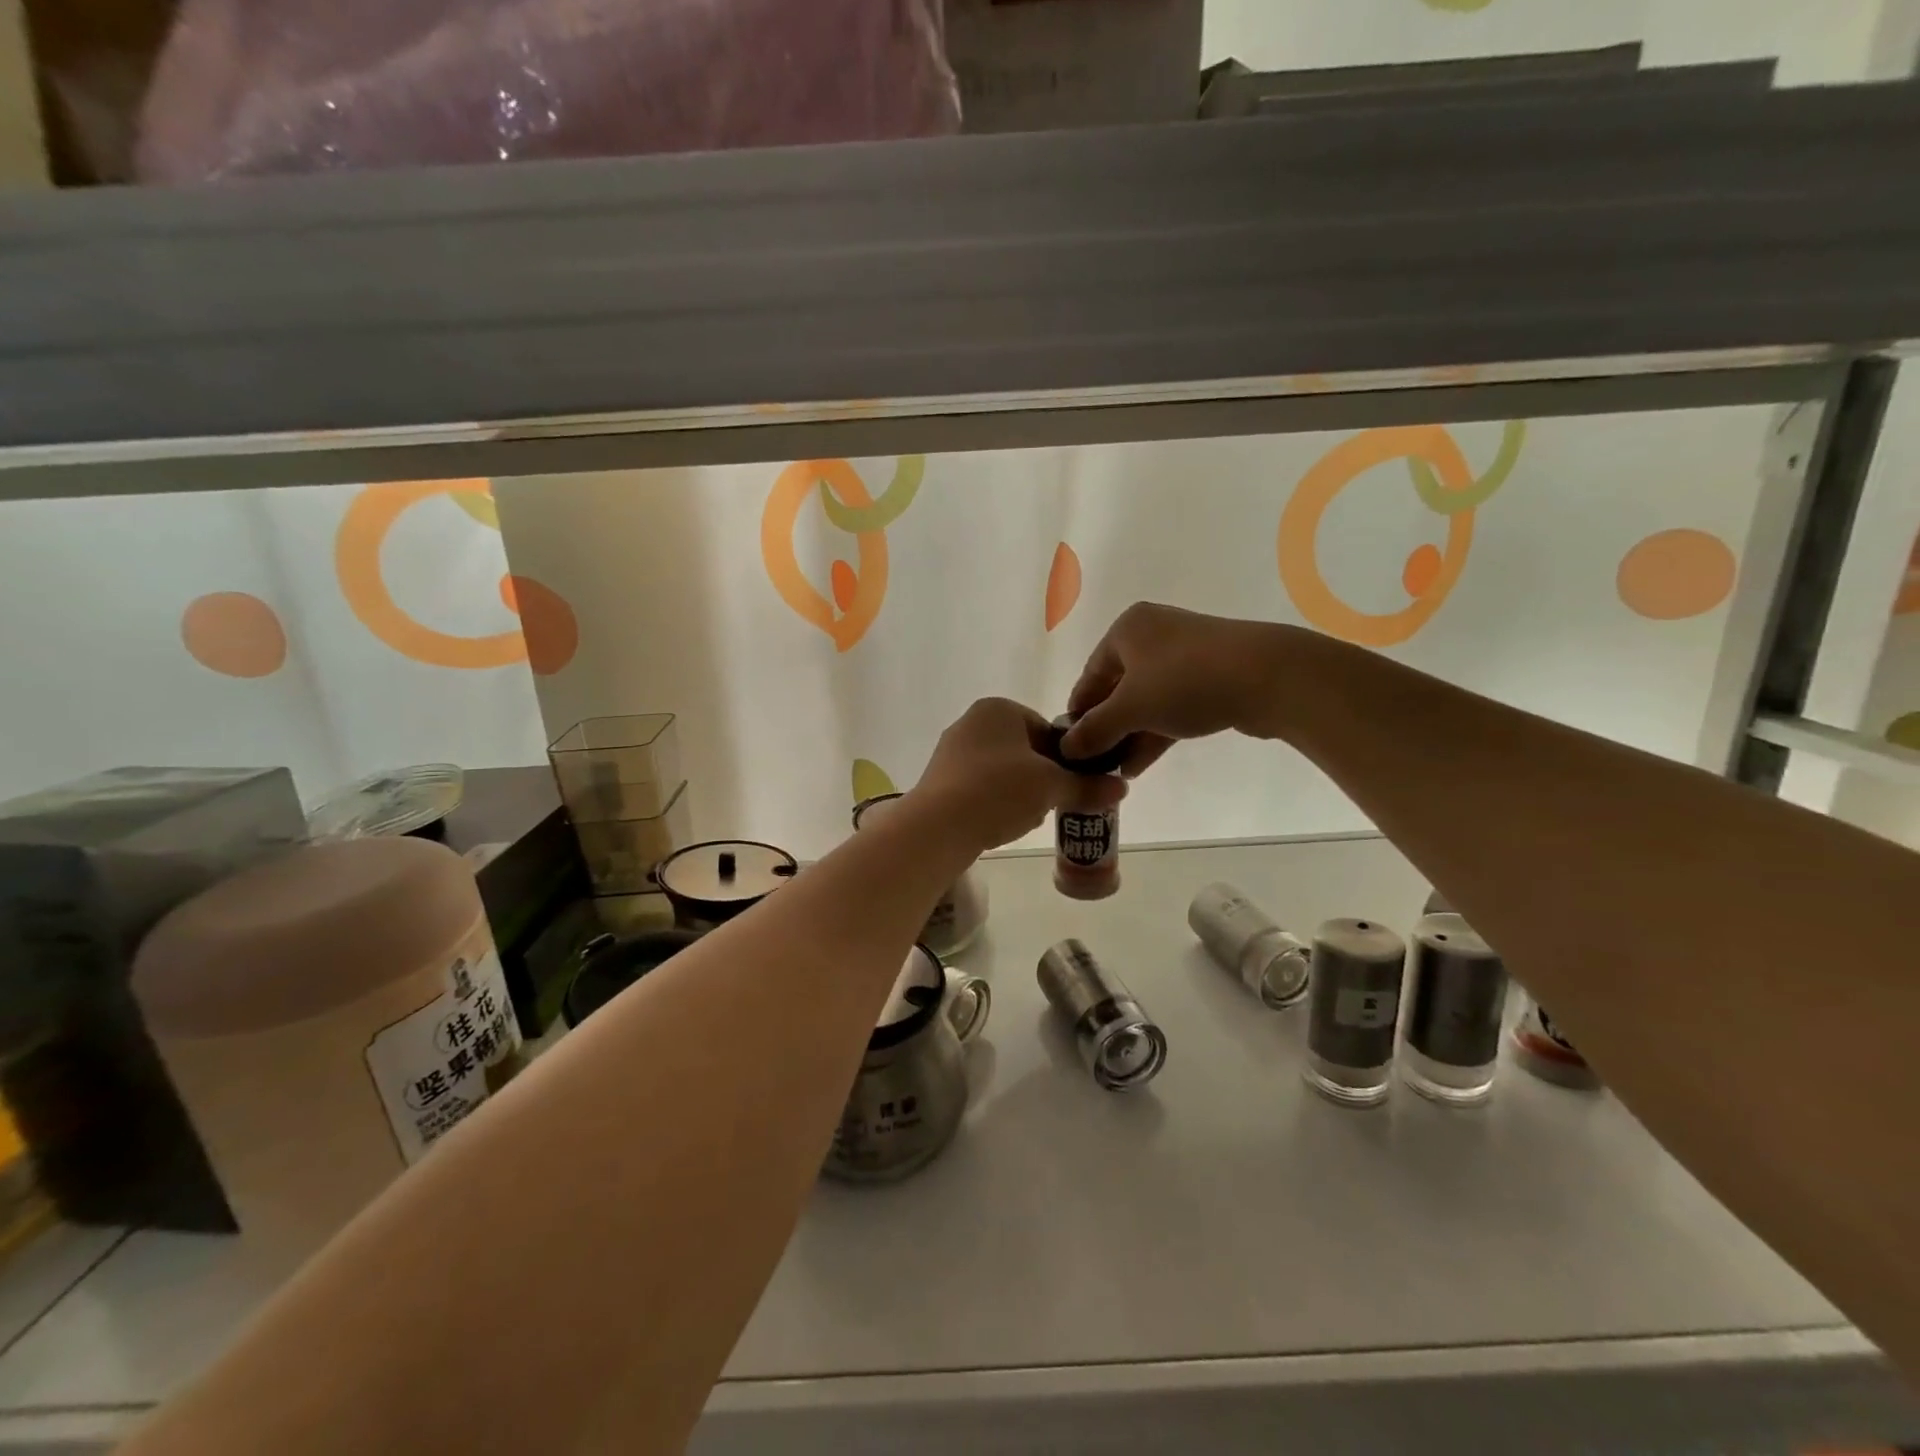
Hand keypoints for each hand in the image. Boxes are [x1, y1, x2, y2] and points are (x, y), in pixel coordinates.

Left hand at [910, 698, 1124, 852]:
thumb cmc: (999, 791)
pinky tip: (1000, 825)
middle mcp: (971, 722)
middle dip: (1042, 779)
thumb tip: (1121, 789)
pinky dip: (995, 803)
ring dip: (1020, 794)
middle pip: (1025, 752)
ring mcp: (951, 751)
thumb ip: (1087, 786)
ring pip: (1003, 772)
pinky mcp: (939, 780)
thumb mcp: (1052, 787)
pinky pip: (980, 788)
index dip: (1066, 759)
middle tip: (1051, 804)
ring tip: (1025, 818)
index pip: (1047, 729)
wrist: (938, 826)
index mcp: (998, 709)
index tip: (1073, 784)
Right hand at [1063, 603, 1282, 771]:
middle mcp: (1154, 635)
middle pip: (1118, 687)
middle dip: (1107, 728)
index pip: (1090, 674)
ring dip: (1131, 736)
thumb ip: (1095, 730)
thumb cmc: (1184, 681)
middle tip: (1094, 762)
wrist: (1268, 676)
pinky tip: (1140, 764)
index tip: (1070, 745)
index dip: (1078, 711)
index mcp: (1127, 630)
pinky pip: (1172, 706)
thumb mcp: (1131, 708)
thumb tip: (1067, 748)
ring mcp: (1186, 656)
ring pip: (1147, 700)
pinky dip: (1156, 732)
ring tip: (1116, 771)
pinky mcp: (1211, 677)